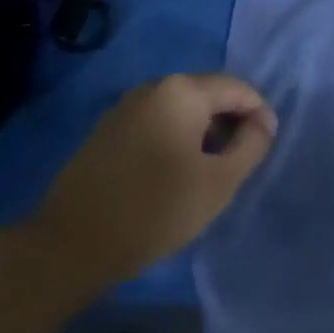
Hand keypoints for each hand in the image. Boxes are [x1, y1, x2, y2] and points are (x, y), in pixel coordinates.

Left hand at [24, 74, 276, 286]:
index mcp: (182, 91)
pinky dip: (177, 139)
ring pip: (182, 110)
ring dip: (204, 133)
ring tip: (209, 172)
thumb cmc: (155, 210)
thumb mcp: (219, 182)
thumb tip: (263, 122)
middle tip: (238, 164)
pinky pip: (157, 123)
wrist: (70, 245)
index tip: (263, 150)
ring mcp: (126, 107)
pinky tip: (174, 174)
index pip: (238, 88)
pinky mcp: (108, 130)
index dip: (259, 115)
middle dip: (231, 123)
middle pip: (209, 94)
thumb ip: (251, 145)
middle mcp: (153, 87)